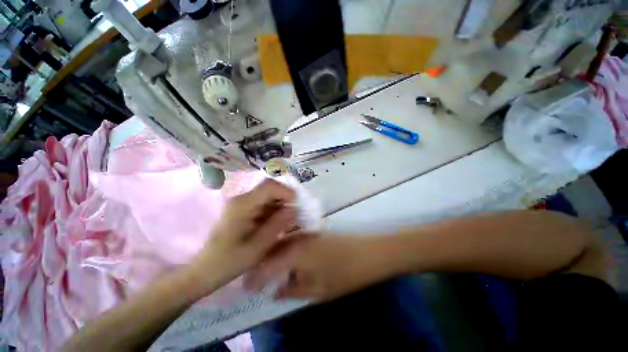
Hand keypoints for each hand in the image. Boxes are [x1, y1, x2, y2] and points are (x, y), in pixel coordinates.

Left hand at [192, 179, 296, 283]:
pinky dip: (273, 210)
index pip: (269, 186)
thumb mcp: (258, 246)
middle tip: (294, 214)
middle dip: (284, 198)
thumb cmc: (230, 261)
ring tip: (287, 220)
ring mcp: (241, 203)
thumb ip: (277, 225)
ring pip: (267, 195)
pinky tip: (276, 222)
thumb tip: (293, 209)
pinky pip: (262, 203)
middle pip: (269, 188)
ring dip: (280, 204)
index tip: (297, 204)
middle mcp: (241, 199)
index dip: (286, 191)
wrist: (205, 271)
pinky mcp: (242, 209)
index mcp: (243, 205)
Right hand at [244, 234, 394, 301]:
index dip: (256, 275)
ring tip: (267, 269)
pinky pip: (294, 239)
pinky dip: (286, 248)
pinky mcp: (315, 232)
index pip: (268, 263)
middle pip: (274, 248)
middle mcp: (299, 238)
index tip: (247, 286)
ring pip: (283, 242)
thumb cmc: (346, 274)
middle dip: (262, 262)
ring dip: (273, 254)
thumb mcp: (319, 289)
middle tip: (255, 277)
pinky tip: (286, 258)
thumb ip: (294, 290)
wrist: (370, 252)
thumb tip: (275, 292)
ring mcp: (308, 232)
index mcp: (297, 251)